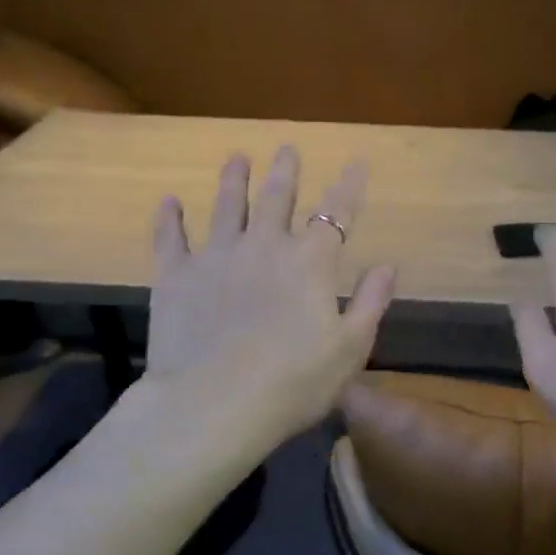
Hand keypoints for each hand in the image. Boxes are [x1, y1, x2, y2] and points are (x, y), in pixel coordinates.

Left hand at [142, 147, 395, 449]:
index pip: (336, 213)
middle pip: (276, 198)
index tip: (356, 162)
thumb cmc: (293, 382)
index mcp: (309, 263)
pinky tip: (168, 202)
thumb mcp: (349, 349)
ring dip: (232, 181)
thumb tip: (387, 266)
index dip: (349, 187)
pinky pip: (170, 239)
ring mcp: (216, 258)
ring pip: (225, 207)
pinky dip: (169, 219)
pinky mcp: (175, 277)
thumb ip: (370, 303)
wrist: (213, 406)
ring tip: (236, 158)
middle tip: (286, 148)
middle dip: (284, 172)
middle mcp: (264, 247)